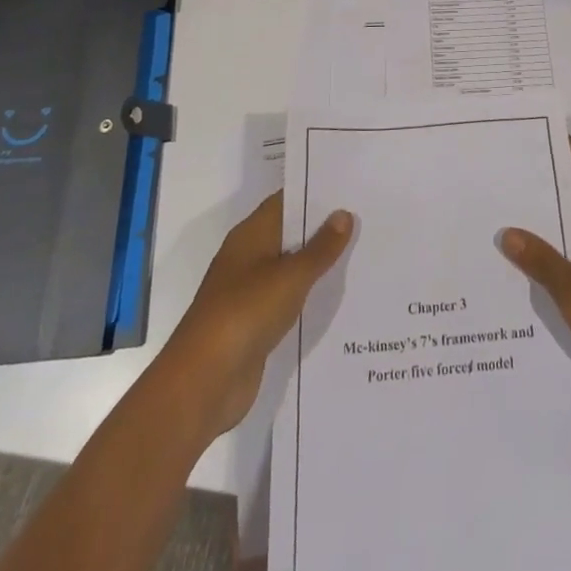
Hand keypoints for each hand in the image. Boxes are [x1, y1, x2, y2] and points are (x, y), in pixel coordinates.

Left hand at [155, 192, 352, 439]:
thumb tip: (344, 214)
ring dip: (319, 264)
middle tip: (366, 218)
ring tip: (362, 253)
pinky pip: (288, 300)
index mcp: (251, 234)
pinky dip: (309, 296)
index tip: (350, 188)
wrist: (204, 382)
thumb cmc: (245, 313)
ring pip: (291, 268)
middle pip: (290, 233)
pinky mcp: (255, 324)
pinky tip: (339, 297)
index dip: (316, 192)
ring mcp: (250, 292)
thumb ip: (320, 248)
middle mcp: (249, 257)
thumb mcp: (290, 276)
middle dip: (324, 228)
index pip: (286, 201)